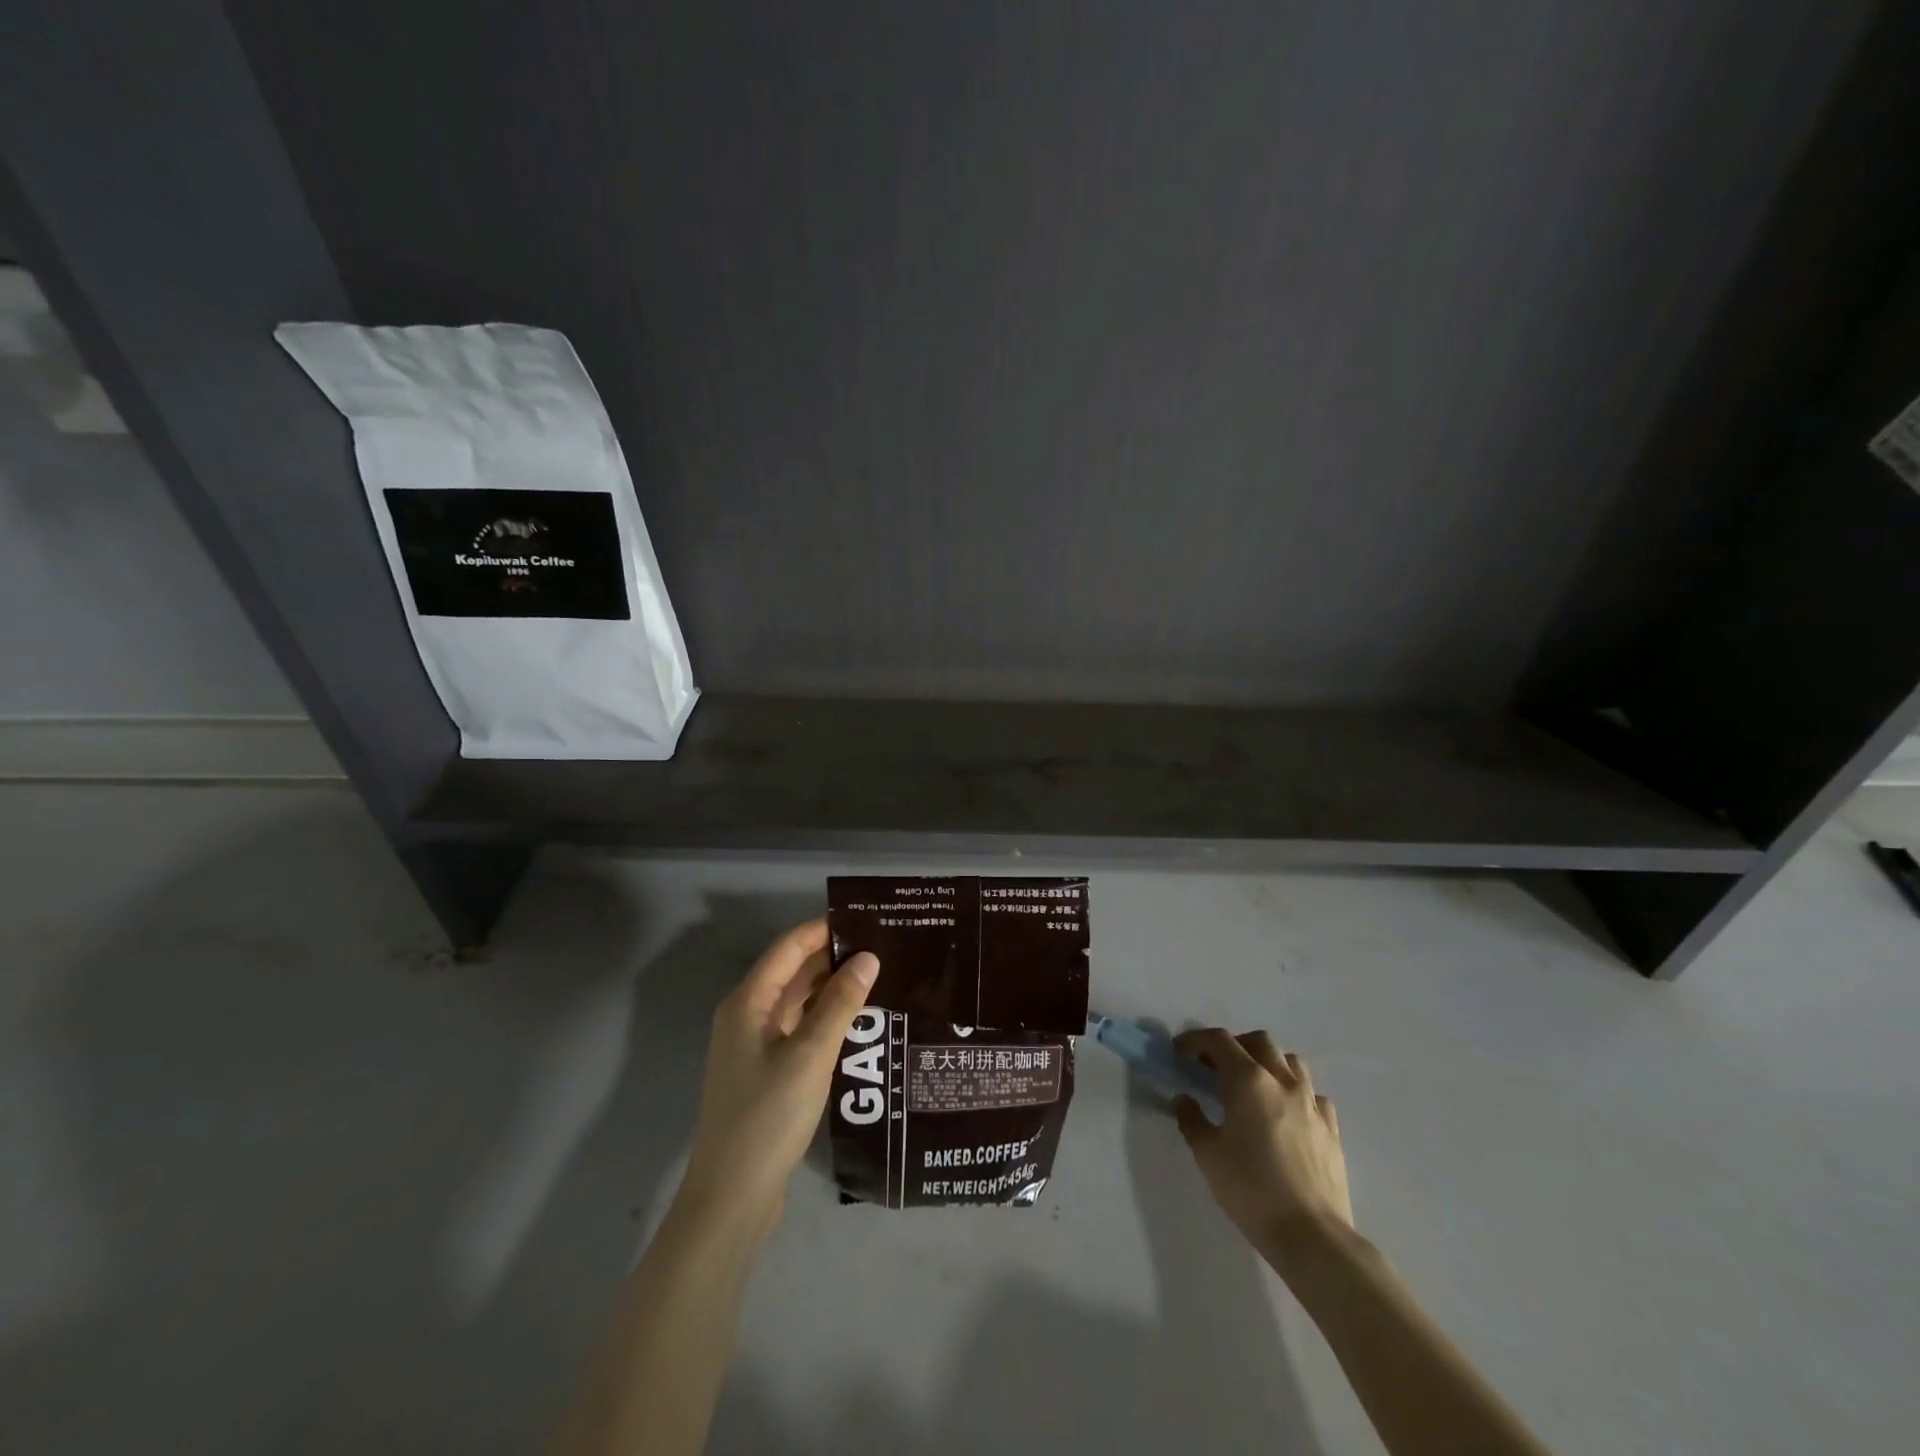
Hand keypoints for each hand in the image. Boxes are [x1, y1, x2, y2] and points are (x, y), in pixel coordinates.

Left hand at [678, 920, 879, 1236]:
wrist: (731, 1198)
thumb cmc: (768, 1116)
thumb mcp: (810, 1055)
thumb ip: (840, 1004)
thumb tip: (868, 957)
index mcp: (748, 1002)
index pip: (789, 948)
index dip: (824, 930)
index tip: (867, 919)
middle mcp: (747, 1016)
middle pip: (793, 972)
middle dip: (833, 958)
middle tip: (883, 947)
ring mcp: (755, 1047)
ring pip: (797, 1002)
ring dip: (832, 989)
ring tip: (879, 977)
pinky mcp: (766, 1073)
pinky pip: (799, 1030)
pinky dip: (825, 1019)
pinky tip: (858, 1021)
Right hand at [1174, 1029, 1353, 1267]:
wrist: (1313, 1236)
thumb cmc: (1252, 1190)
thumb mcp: (1208, 1155)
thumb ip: (1191, 1119)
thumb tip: (1185, 1099)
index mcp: (1248, 1080)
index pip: (1219, 1040)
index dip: (1195, 1040)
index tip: (1179, 1052)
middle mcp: (1282, 1081)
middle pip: (1258, 1041)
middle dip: (1233, 1046)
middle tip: (1215, 1068)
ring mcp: (1312, 1103)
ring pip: (1290, 1062)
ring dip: (1267, 1063)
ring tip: (1252, 1086)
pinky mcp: (1331, 1128)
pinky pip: (1312, 1094)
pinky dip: (1295, 1093)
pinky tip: (1286, 1114)